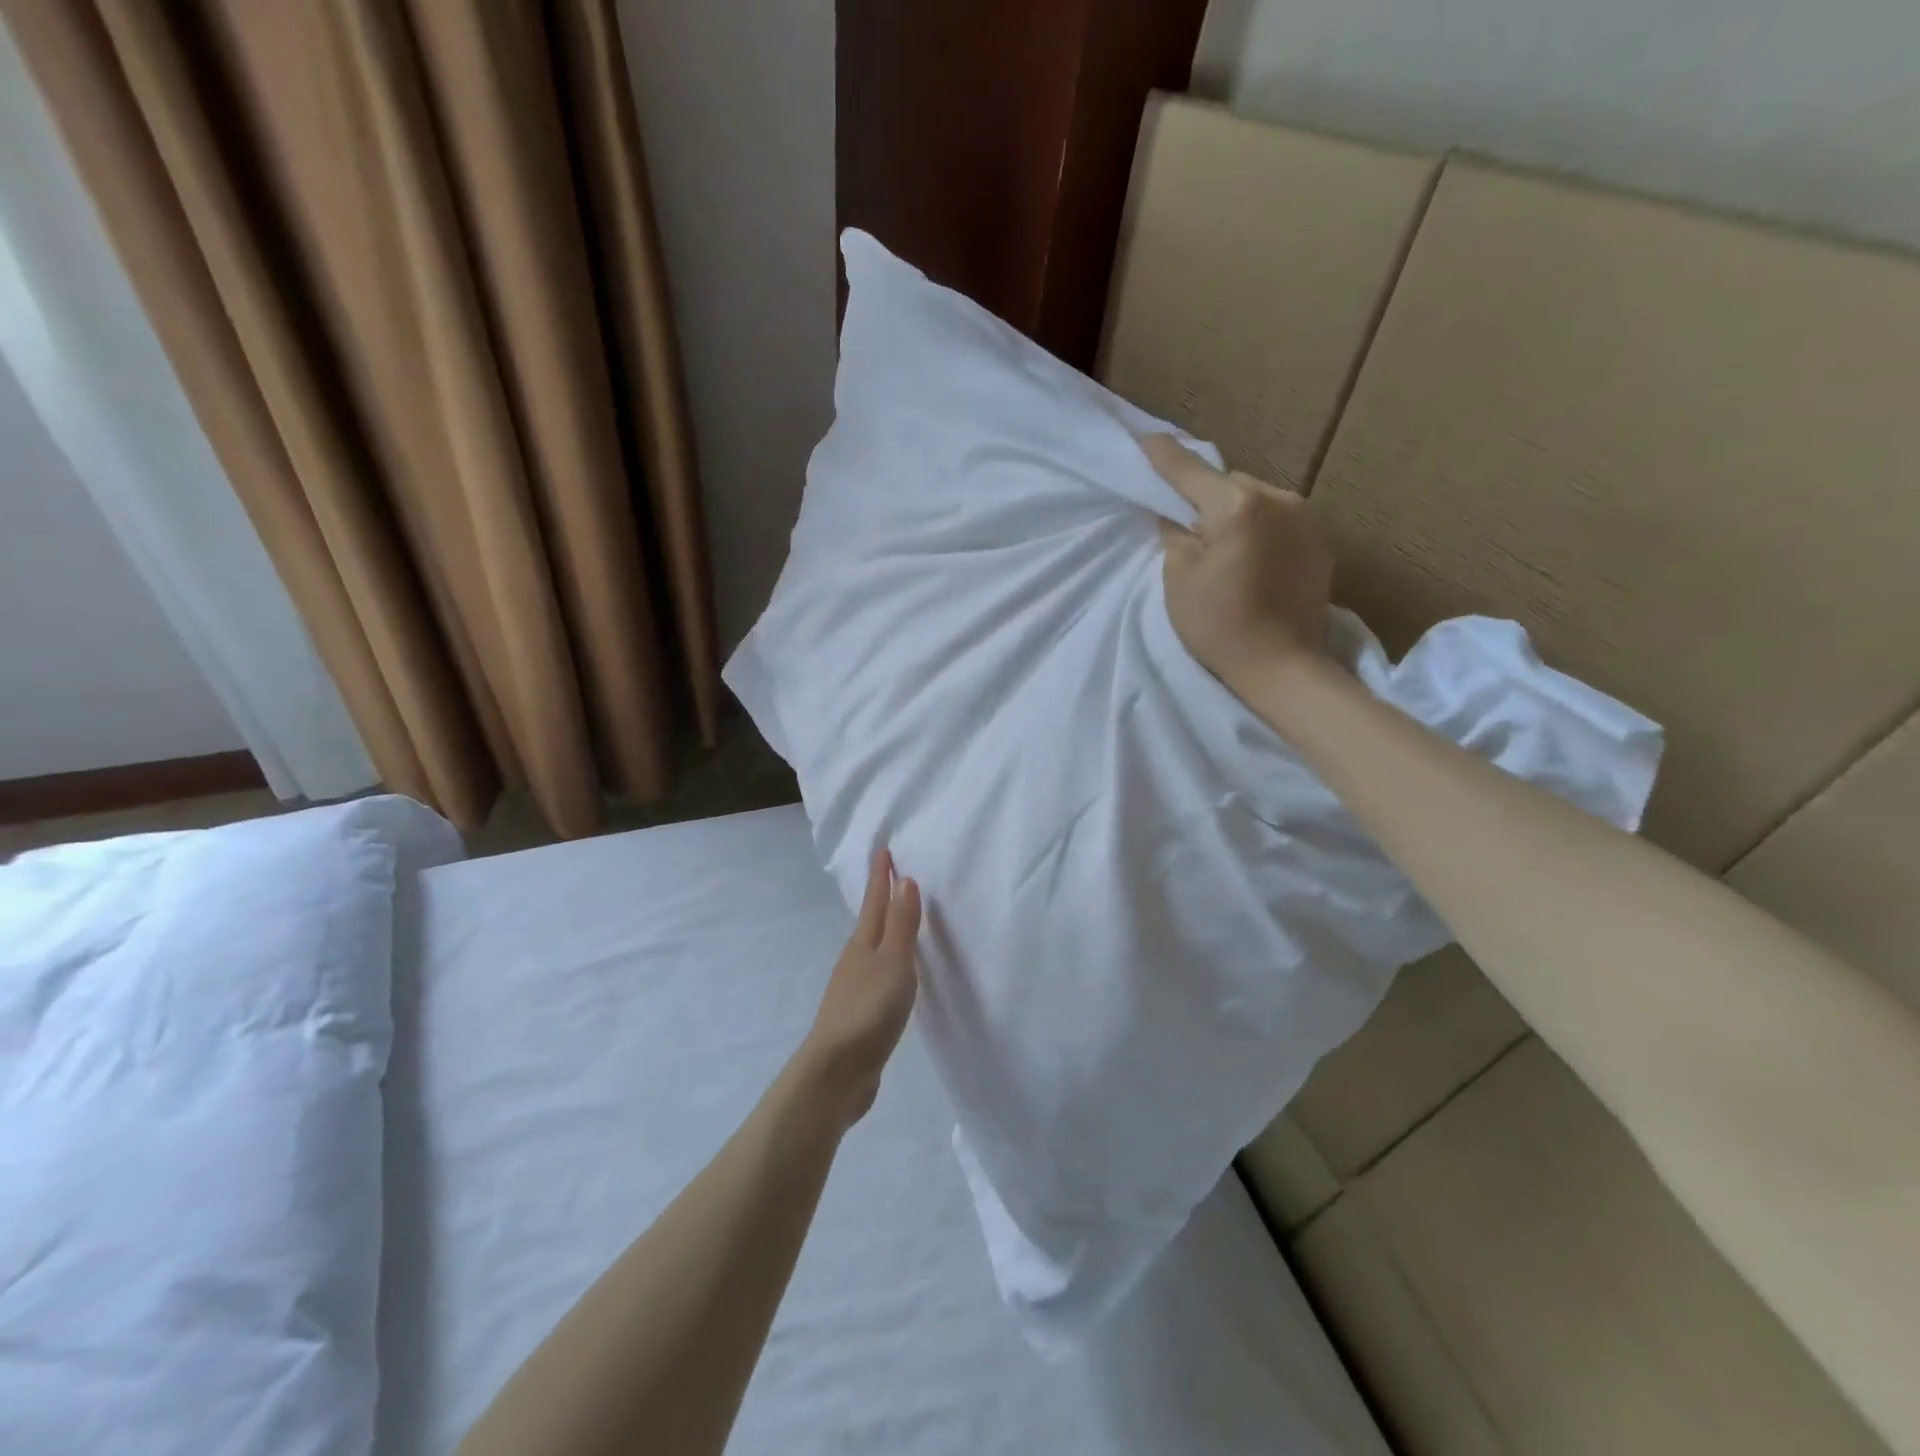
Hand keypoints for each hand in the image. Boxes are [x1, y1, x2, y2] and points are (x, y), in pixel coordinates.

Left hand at [797, 848, 921, 1129]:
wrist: (836, 1072)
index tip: (883, 850)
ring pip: (872, 949)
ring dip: (885, 931)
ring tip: (897, 920)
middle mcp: (855, 960)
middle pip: (871, 921)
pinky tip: (893, 975)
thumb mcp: (894, 962)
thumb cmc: (869, 1010)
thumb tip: (904, 880)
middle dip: (881, 898)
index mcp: (863, 944)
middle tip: (893, 877)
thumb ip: (901, 924)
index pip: (875, 901)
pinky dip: (888, 963)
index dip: (881, 876)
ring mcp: (854, 988)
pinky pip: (877, 976)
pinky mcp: (859, 1015)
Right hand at [1143, 434, 1333, 695]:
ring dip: (1237, 513)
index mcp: (1237, 506)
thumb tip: (1176, 514)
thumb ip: (1175, 534)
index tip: (1145, 439)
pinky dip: (1261, 530)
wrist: (1282, 667)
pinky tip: (1253, 562)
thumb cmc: (1219, 625)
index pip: (1189, 471)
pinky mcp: (1321, 541)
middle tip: (1190, 529)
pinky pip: (1280, 520)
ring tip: (1225, 549)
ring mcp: (1306, 518)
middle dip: (1207, 498)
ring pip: (1257, 500)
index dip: (1163, 456)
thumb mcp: (1179, 578)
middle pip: (1229, 484)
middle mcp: (1278, 499)